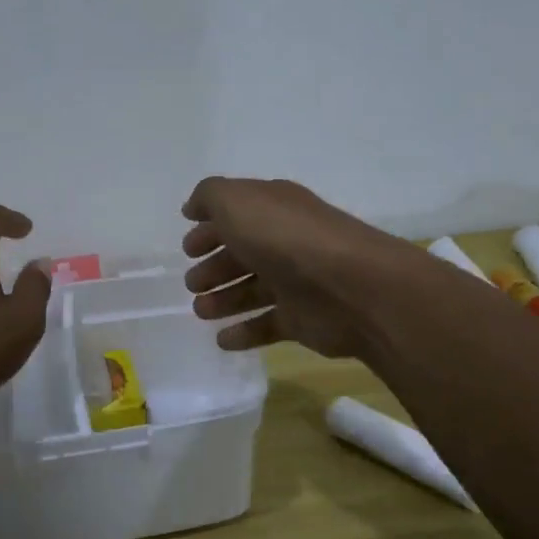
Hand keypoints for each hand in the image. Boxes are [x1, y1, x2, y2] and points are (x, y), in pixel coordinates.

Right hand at [181, 177, 424, 357]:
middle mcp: (286, 241)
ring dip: (224, 299)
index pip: (237, 214)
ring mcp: (297, 281)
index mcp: (273, 209)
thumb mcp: (237, 202)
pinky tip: (222, 341)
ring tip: (201, 311)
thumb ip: (210, 197)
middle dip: (215, 267)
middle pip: (244, 253)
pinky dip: (244, 332)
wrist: (351, 287)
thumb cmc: (286, 239)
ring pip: (253, 289)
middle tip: (191, 283)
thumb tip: (193, 208)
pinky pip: (268, 325)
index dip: (210, 228)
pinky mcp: (304, 319)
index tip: (187, 248)